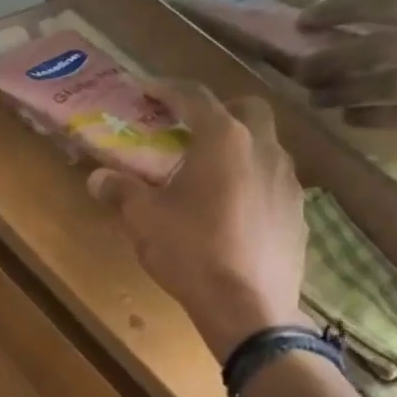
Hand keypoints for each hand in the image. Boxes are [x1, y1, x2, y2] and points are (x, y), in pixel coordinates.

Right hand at [87, 80, 307, 360]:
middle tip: (189, 130)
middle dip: (217, 110)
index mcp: (223, 140)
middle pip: (246, 109)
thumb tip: (97, 177)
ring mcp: (289, 180)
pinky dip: (252, 180)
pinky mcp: (299, 211)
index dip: (167, 89)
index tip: (147, 90)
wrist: (248, 307)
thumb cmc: (191, 252)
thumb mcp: (144, 220)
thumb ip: (121, 191)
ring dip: (238, 147)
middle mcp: (264, 149)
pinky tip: (233, 210)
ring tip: (209, 174)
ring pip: (265, 145)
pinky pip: (274, 181)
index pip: (194, 96)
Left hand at [296, 0, 396, 150]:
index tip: (305, 22)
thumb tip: (344, 39)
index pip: (392, 6)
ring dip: (344, 91)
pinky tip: (350, 119)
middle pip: (382, 47)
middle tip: (299, 70)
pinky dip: (370, 117)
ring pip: (388, 82)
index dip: (344, 12)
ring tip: (316, 98)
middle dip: (333, 59)